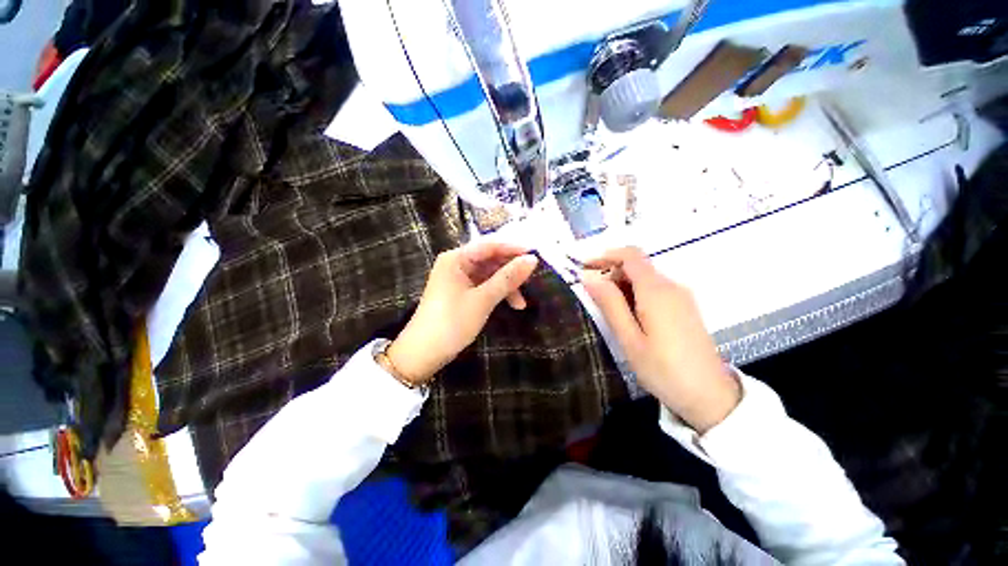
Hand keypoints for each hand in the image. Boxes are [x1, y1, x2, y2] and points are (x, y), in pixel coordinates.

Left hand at [386, 242, 538, 384]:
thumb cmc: (451, 323)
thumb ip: (507, 278)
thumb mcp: (483, 300)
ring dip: (506, 285)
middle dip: (510, 270)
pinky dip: (497, 293)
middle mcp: (456, 263)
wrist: (423, 354)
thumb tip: (532, 259)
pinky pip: (484, 285)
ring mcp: (458, 278)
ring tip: (521, 303)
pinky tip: (510, 305)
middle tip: (531, 280)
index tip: (536, 254)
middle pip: (490, 259)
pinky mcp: (461, 291)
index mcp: (456, 258)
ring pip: (489, 274)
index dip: (513, 248)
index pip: (489, 245)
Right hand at [582, 247, 739, 432]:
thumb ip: (609, 303)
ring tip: (610, 313)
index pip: (630, 255)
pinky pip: (655, 290)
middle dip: (611, 274)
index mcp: (656, 291)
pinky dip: (636, 295)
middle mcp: (672, 286)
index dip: (605, 256)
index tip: (584, 268)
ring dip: (622, 286)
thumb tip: (588, 276)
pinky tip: (630, 319)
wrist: (710, 397)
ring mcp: (681, 297)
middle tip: (593, 298)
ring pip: (645, 278)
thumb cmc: (664, 370)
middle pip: (637, 266)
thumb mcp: (629, 338)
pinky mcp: (685, 308)